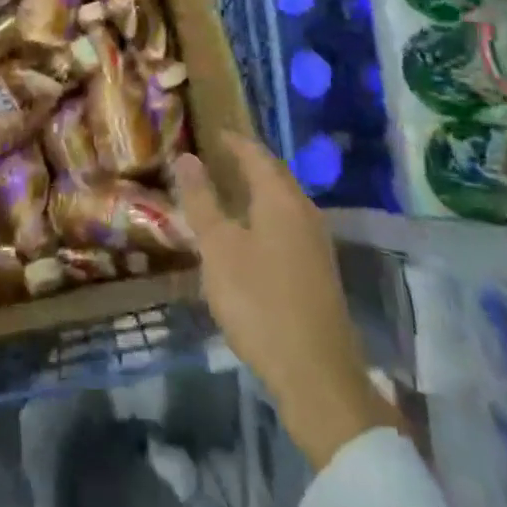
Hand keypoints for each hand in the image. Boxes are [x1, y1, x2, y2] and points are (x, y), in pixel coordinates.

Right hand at [174, 135, 402, 468]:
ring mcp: (316, 242)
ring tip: (228, 191)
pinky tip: (249, 235)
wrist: (317, 375)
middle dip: (247, 162)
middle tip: (217, 157)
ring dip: (257, 190)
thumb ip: (202, 201)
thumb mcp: (218, 249)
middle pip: (274, 175)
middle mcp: (304, 211)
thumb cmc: (259, 302)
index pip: (255, 154)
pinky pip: (288, 224)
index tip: (212, 132)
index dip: (233, 141)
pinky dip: (266, 215)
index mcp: (281, 198)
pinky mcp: (318, 270)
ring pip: (283, 201)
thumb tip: (187, 156)